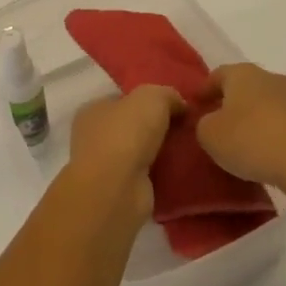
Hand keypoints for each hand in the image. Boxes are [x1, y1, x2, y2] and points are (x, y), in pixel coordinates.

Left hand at [66, 85, 184, 218]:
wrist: (117, 189)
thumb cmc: (126, 134)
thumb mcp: (151, 97)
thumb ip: (166, 94)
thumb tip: (180, 105)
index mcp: (92, 110)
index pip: (122, 100)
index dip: (148, 100)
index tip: (177, 105)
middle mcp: (94, 137)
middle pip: (132, 127)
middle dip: (158, 127)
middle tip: (189, 127)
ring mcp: (106, 166)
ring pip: (141, 152)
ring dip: (162, 152)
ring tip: (192, 148)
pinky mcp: (121, 190)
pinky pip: (148, 175)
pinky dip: (163, 173)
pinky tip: (185, 169)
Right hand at [196, 64, 285, 197]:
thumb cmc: (251, 140)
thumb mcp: (209, 135)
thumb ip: (204, 124)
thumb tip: (213, 122)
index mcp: (244, 74)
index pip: (219, 74)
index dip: (205, 88)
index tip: (195, 103)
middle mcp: (274, 79)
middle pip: (248, 87)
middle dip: (233, 102)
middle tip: (220, 122)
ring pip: (271, 105)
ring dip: (258, 118)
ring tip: (248, 142)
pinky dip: (278, 134)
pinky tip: (272, 153)